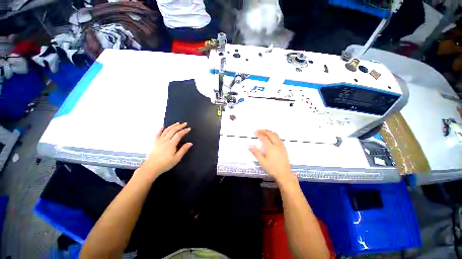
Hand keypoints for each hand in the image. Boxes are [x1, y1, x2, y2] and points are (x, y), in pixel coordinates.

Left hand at [142, 122, 192, 177]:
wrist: (151, 167)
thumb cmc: (166, 163)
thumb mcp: (177, 158)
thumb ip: (183, 150)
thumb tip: (190, 143)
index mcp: (171, 144)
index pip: (179, 134)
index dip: (184, 131)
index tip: (189, 128)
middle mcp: (165, 140)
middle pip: (173, 130)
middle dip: (179, 126)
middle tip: (185, 123)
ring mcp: (159, 140)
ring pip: (166, 130)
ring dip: (172, 126)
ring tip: (177, 123)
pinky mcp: (155, 142)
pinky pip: (158, 134)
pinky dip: (161, 129)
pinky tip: (163, 126)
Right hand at [249, 130, 293, 183]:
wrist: (284, 174)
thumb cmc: (272, 168)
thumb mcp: (262, 162)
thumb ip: (256, 153)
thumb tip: (249, 146)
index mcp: (270, 147)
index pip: (264, 138)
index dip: (259, 134)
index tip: (254, 133)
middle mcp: (276, 145)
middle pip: (270, 134)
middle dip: (264, 131)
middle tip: (258, 130)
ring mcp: (281, 146)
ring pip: (275, 135)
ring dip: (269, 132)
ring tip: (264, 132)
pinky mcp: (284, 148)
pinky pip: (279, 138)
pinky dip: (274, 134)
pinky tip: (271, 137)